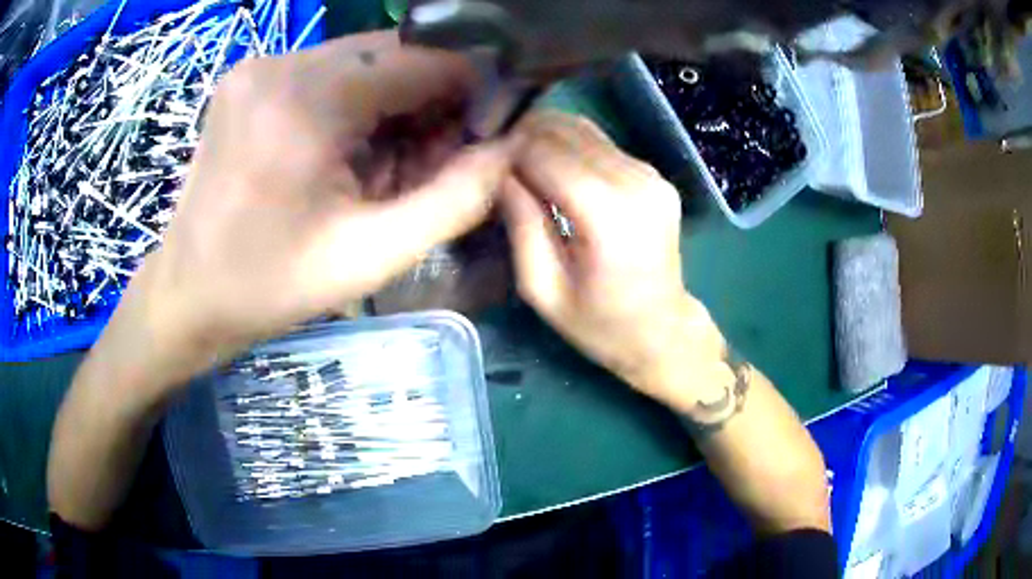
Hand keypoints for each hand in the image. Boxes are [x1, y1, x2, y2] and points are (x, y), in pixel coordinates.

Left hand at [101, 31, 516, 391]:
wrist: (187, 294)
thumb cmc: (268, 287)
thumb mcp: (371, 257)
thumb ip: (455, 200)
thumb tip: (510, 148)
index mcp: (305, 101)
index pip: (424, 57)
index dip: (472, 87)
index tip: (488, 130)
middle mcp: (281, 62)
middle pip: (393, 55)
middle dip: (430, 101)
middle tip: (433, 160)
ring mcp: (261, 65)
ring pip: (364, 63)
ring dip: (394, 106)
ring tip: (386, 167)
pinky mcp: (252, 78)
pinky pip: (330, 75)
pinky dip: (357, 107)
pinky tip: (351, 154)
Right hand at [501, 112, 723, 407]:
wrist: (662, 329)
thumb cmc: (598, 323)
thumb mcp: (542, 289)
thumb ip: (521, 225)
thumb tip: (502, 173)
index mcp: (607, 215)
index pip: (543, 153)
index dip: (510, 154)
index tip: (490, 172)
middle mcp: (635, 182)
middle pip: (565, 131)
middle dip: (526, 138)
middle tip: (504, 166)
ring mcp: (651, 174)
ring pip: (584, 129)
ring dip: (548, 138)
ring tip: (526, 166)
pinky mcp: (655, 174)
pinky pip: (603, 144)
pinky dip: (573, 147)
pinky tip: (558, 171)